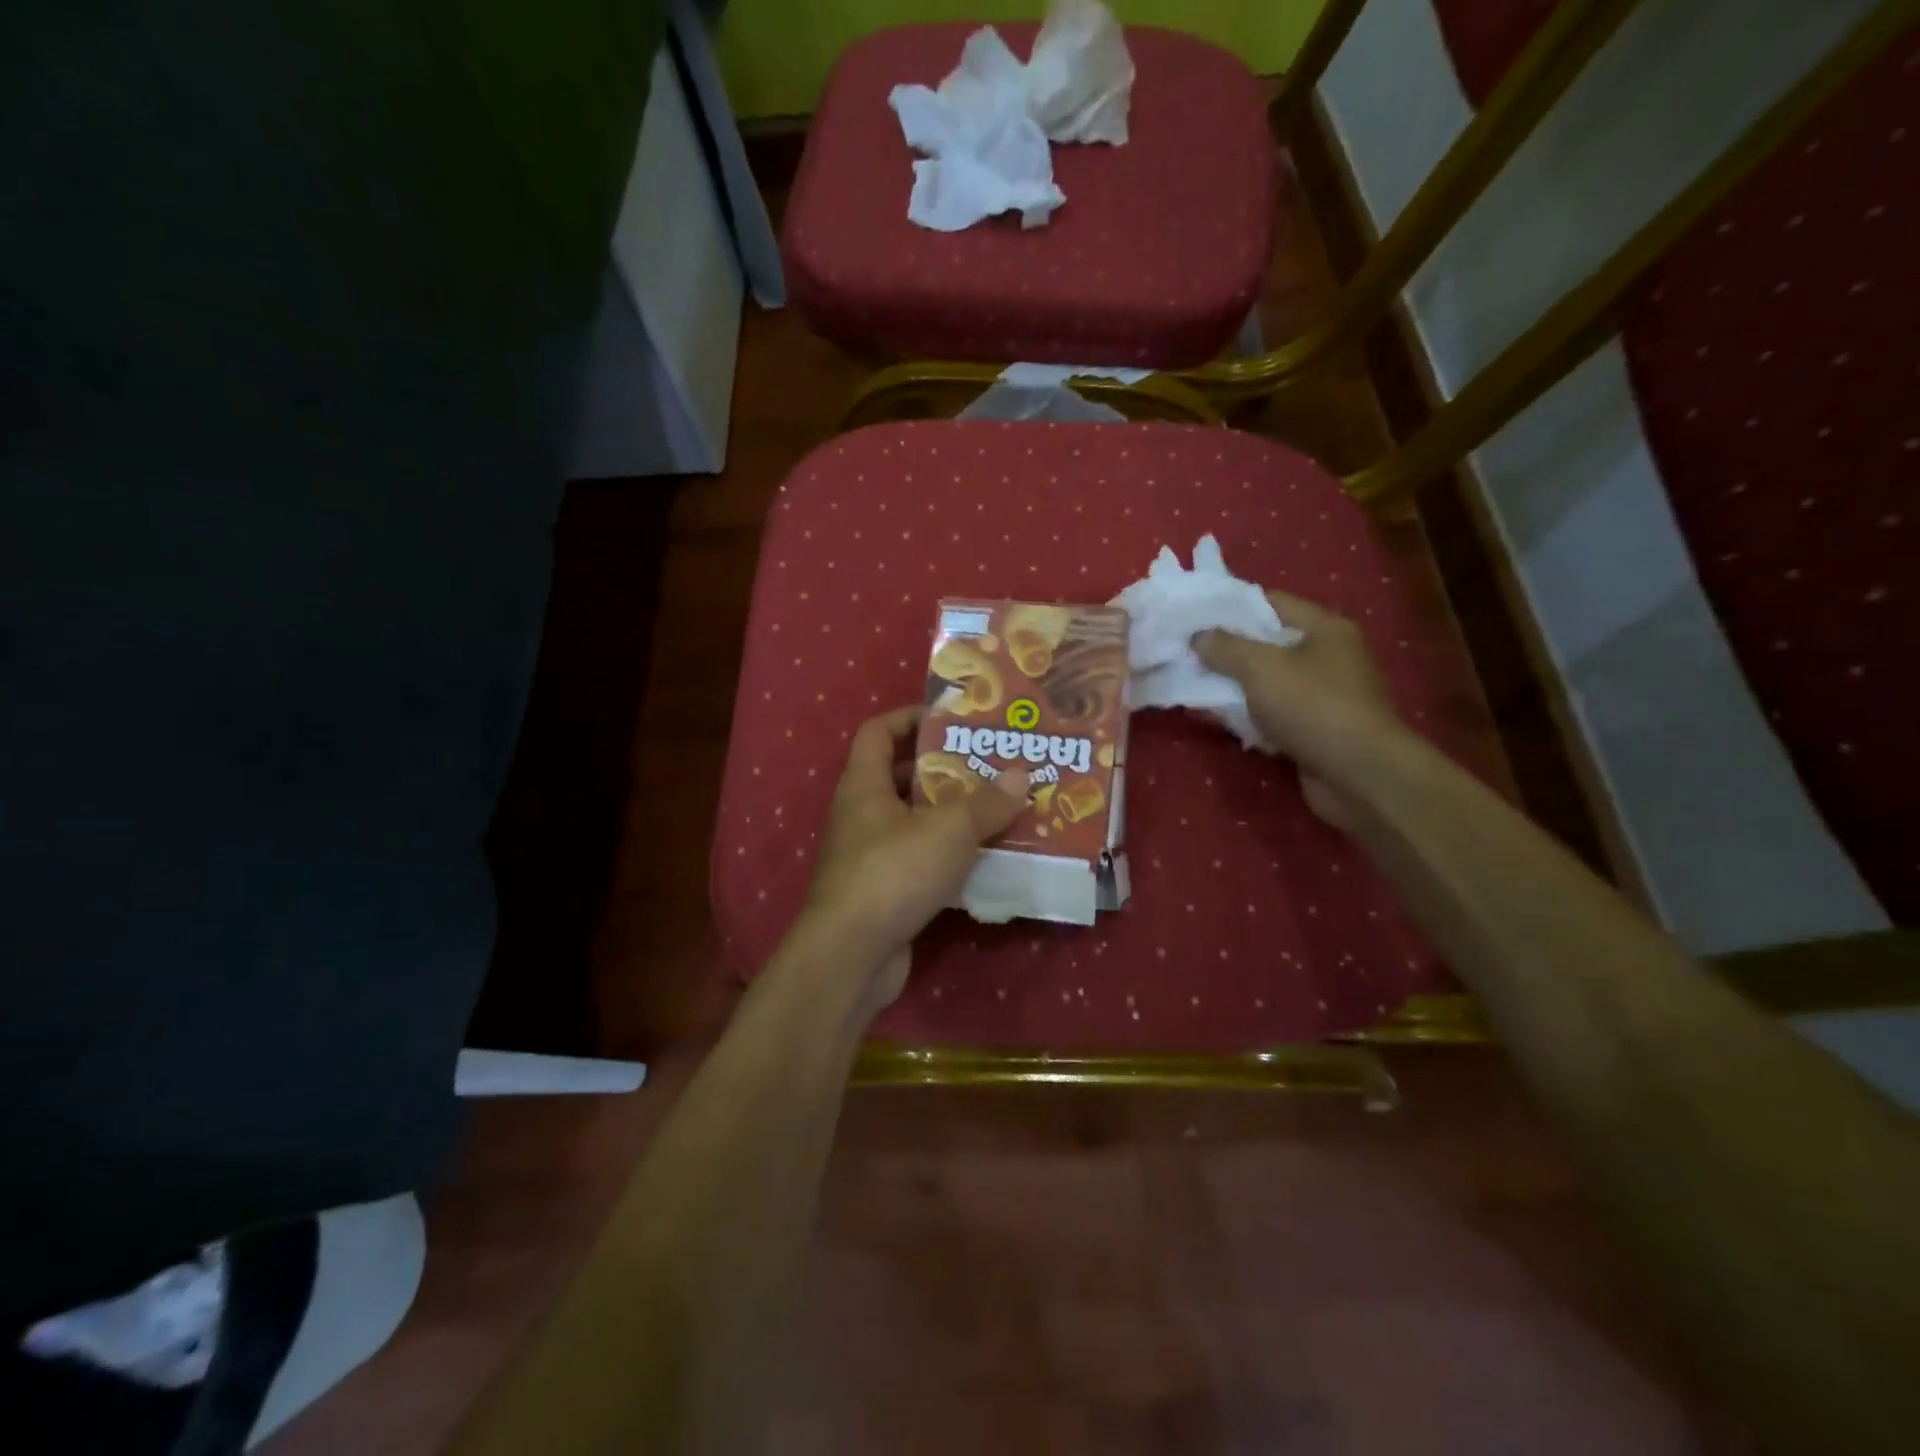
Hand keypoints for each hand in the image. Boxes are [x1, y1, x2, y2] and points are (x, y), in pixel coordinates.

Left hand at [796, 706, 1028, 1012]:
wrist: (850, 955)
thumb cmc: (893, 873)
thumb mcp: (948, 829)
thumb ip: (987, 802)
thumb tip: (1020, 775)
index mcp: (864, 785)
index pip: (877, 732)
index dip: (909, 716)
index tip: (951, 718)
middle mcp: (862, 814)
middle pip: (901, 776)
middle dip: (946, 768)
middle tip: (992, 764)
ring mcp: (871, 856)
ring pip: (916, 822)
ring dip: (954, 814)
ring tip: (1000, 807)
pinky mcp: (885, 892)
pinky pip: (922, 860)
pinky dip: (951, 855)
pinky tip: (988, 858)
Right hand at [1194, 591, 1404, 829]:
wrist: (1359, 774)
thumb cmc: (1312, 706)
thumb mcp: (1260, 667)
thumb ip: (1225, 647)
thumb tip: (1199, 636)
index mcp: (1324, 628)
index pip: (1271, 602)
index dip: (1230, 605)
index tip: (1193, 613)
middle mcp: (1328, 656)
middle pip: (1267, 643)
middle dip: (1226, 648)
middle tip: (1185, 650)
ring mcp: (1324, 695)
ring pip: (1268, 681)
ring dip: (1233, 684)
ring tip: (1191, 682)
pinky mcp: (1315, 729)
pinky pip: (1273, 712)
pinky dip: (1247, 714)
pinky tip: (1216, 716)